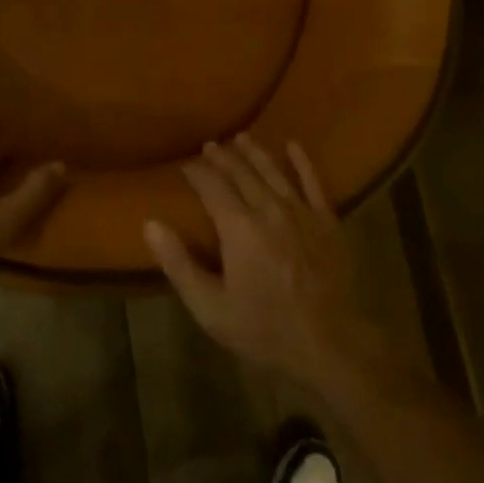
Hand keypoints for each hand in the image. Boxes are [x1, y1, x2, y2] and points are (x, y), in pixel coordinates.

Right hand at [146, 135, 408, 396]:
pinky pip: (313, 182)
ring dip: (254, 152)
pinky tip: (293, 145)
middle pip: (241, 173)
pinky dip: (302, 162)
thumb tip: (150, 224)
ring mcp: (302, 212)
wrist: (333, 345)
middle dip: (222, 157)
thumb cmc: (265, 329)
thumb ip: (179, 264)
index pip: (211, 186)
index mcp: (238, 227)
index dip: (196, 172)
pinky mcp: (328, 221)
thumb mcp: (210, 308)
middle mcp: (268, 208)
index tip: (184, 165)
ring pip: (273, 171)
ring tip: (241, 138)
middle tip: (209, 146)